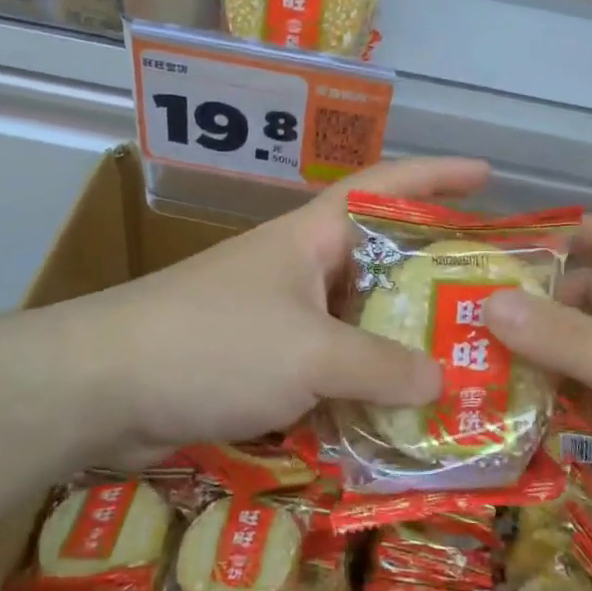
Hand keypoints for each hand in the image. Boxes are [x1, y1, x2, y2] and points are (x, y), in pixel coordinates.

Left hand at [66, 157, 489, 467]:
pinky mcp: (259, 361)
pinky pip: (327, 366)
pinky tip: (393, 416)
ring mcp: (278, 314)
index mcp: (313, 236)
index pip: (386, 184)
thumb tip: (443, 381)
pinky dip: (358, 385)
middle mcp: (300, 266)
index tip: (489, 175)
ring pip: (356, 320)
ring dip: (398, 341)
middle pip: (381, 260)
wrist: (102, 386)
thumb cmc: (214, 344)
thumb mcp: (309, 353)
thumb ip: (380, 367)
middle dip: (434, 275)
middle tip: (489, 297)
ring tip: (457, 364)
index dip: (438, 174)